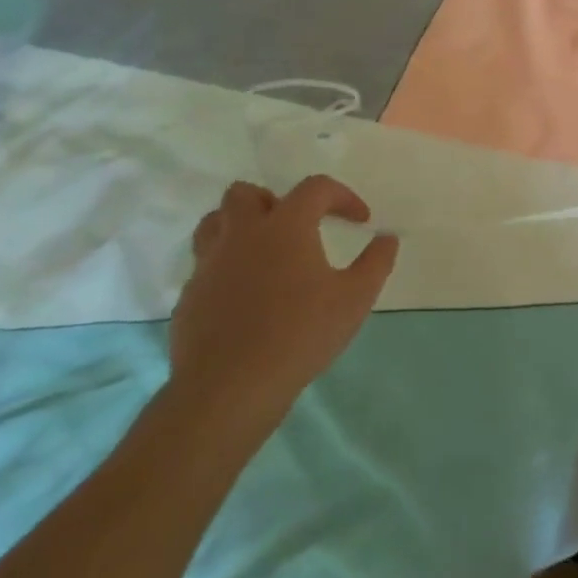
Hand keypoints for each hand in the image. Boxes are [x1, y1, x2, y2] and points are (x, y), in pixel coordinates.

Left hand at [168, 177, 398, 444]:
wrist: (229, 389)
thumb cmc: (300, 334)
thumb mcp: (355, 299)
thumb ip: (376, 262)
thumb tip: (387, 238)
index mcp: (285, 226)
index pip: (315, 188)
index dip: (342, 196)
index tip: (360, 221)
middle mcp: (243, 234)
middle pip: (246, 194)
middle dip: (274, 201)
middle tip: (298, 228)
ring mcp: (209, 265)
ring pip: (215, 223)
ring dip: (240, 226)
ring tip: (264, 252)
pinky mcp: (190, 297)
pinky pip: (205, 265)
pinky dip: (226, 266)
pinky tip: (246, 295)